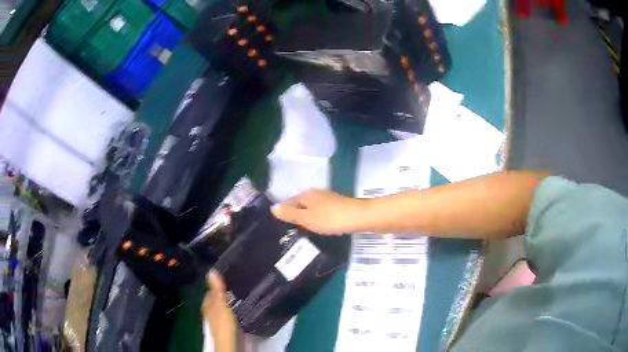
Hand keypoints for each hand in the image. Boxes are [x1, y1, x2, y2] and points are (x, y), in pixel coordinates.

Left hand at [202, 270, 235, 351]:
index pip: (210, 290)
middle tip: (236, 287)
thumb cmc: (223, 321)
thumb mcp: (221, 303)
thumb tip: (211, 270)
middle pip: (216, 298)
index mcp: (206, 303)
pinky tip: (238, 310)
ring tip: (239, 297)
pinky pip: (227, 313)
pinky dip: (231, 310)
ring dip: (228, 302)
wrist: (227, 340)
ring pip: (221, 306)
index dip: (218, 284)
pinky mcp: (223, 325)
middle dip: (224, 293)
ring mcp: (216, 318)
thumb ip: (217, 288)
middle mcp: (209, 310)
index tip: (229, 279)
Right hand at [271, 189, 366, 234]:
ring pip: (310, 208)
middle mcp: (316, 193)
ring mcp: (327, 198)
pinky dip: (316, 218)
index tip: (279, 225)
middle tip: (289, 230)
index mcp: (306, 195)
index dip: (283, 212)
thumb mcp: (307, 218)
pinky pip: (320, 211)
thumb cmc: (330, 218)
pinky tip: (318, 227)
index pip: (288, 202)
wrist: (359, 217)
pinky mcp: (337, 205)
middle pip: (300, 204)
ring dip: (305, 217)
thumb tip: (272, 208)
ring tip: (302, 231)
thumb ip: (290, 214)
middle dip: (294, 215)